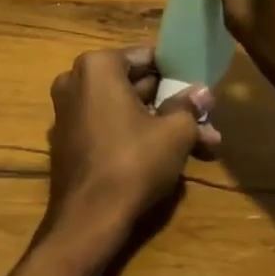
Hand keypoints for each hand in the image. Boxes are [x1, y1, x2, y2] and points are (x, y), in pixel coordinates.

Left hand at [41, 47, 220, 262]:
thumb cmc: (133, 162)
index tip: (199, 91)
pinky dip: (135, 136)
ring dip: (160, 124)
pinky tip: (169, 156)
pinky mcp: (69, 140)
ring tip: (202, 144)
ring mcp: (68, 111)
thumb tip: (203, 92)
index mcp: (96, 66)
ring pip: (125, 109)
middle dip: (171, 104)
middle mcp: (75, 80)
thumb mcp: (174, 132)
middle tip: (206, 121)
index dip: (176, 73)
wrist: (88, 218)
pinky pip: (108, 127)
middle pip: (134, 84)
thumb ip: (188, 107)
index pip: (146, 57)